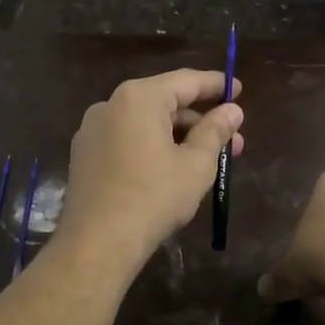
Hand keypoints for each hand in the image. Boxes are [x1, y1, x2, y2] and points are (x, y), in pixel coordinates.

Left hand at [56, 69, 243, 268]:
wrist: (98, 243)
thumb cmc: (154, 198)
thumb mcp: (195, 165)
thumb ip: (215, 132)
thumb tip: (232, 111)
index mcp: (138, 98)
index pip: (185, 81)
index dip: (216, 85)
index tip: (239, 90)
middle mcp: (110, 105)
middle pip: (164, 102)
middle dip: (199, 120)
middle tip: (232, 139)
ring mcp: (92, 130)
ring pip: (144, 123)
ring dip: (177, 136)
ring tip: (207, 159)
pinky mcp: (85, 156)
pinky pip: (126, 140)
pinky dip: (151, 146)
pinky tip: (171, 168)